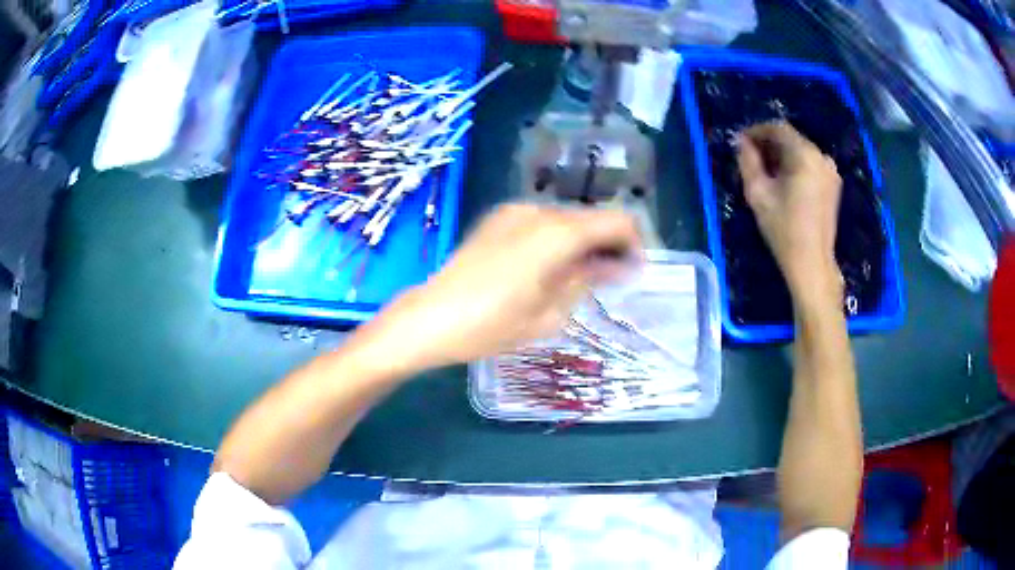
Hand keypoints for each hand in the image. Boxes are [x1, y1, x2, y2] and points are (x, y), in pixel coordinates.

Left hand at [371, 204, 640, 370]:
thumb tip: (618, 265)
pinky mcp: (498, 219)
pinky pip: (542, 223)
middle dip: (609, 244)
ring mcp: (514, 211)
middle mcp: (539, 211)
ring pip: (568, 219)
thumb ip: (588, 280)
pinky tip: (548, 269)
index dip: (634, 242)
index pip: (617, 220)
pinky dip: (558, 240)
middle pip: (592, 217)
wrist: (430, 318)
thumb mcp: (550, 313)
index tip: (635, 271)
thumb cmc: (492, 325)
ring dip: (583, 242)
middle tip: (611, 280)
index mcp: (557, 233)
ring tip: (579, 279)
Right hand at [736, 121, 842, 297]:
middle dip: (769, 144)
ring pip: (801, 151)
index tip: (741, 142)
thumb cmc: (783, 229)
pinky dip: (795, 166)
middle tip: (750, 157)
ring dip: (781, 155)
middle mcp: (821, 157)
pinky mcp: (833, 185)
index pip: (778, 128)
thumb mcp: (758, 193)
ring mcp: (830, 171)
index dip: (757, 131)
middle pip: (791, 139)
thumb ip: (748, 161)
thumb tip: (742, 142)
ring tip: (765, 171)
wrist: (811, 263)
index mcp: (805, 155)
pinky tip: (783, 181)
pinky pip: (810, 164)